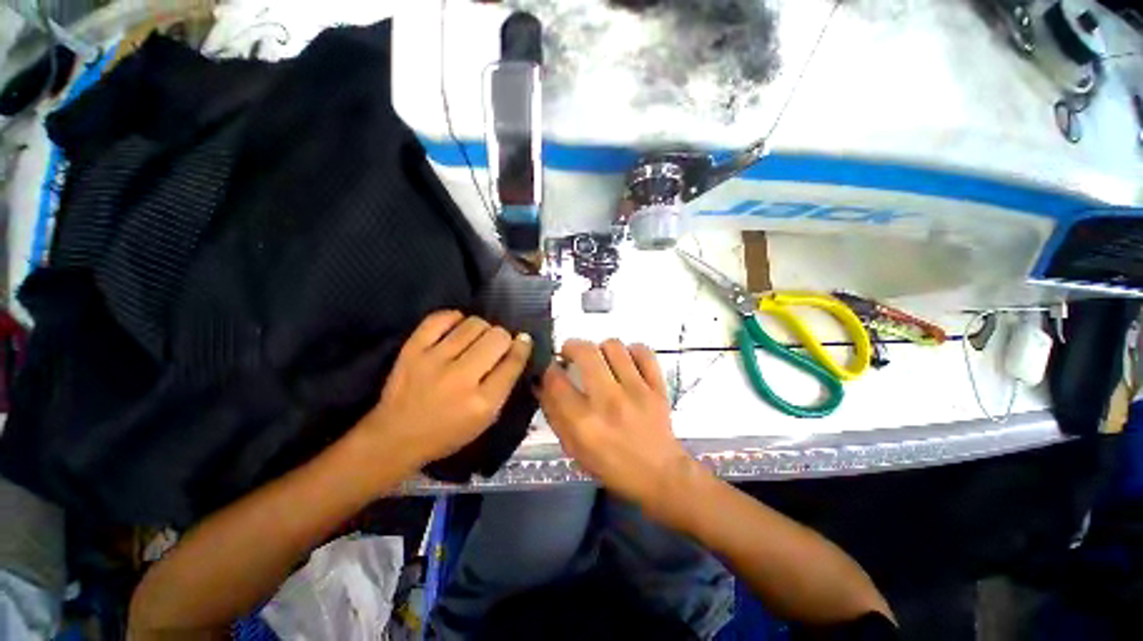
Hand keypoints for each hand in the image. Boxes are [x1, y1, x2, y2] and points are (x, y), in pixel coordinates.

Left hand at [359, 310, 532, 469]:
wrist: (396, 437)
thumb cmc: (448, 432)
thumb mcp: (486, 419)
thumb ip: (505, 384)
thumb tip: (518, 347)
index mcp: (483, 402)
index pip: (513, 362)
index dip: (522, 346)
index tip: (523, 340)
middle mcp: (461, 378)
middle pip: (497, 337)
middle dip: (503, 337)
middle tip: (497, 345)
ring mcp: (433, 361)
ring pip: (474, 324)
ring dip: (482, 328)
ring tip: (477, 338)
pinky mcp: (411, 350)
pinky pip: (440, 318)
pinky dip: (454, 318)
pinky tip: (457, 327)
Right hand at [538, 339, 693, 509]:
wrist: (659, 475)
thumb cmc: (611, 465)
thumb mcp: (573, 447)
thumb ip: (554, 413)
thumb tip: (540, 383)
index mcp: (584, 422)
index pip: (556, 380)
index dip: (548, 368)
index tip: (551, 367)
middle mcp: (608, 401)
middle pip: (585, 352)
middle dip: (572, 346)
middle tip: (571, 353)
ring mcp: (637, 391)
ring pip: (614, 346)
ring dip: (601, 348)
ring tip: (601, 360)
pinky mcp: (657, 387)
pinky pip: (644, 352)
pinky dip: (632, 351)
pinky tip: (626, 362)